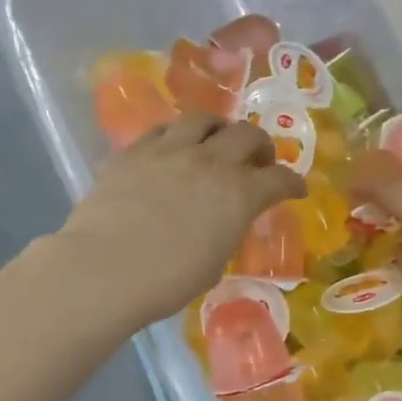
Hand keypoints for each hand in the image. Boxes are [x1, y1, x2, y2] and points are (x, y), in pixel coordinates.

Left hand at [56, 113, 306, 327]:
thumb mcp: (214, 262)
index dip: (292, 183)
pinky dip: (176, 136)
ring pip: (204, 119)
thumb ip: (226, 231)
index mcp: (239, 194)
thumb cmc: (167, 281)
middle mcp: (210, 162)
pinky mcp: (134, 151)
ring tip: (216, 140)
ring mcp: (170, 150)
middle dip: (260, 146)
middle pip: (247, 135)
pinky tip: (171, 148)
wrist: (106, 268)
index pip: (279, 179)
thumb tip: (223, 220)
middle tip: (258, 161)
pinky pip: (161, 130)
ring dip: (219, 128)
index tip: (295, 189)